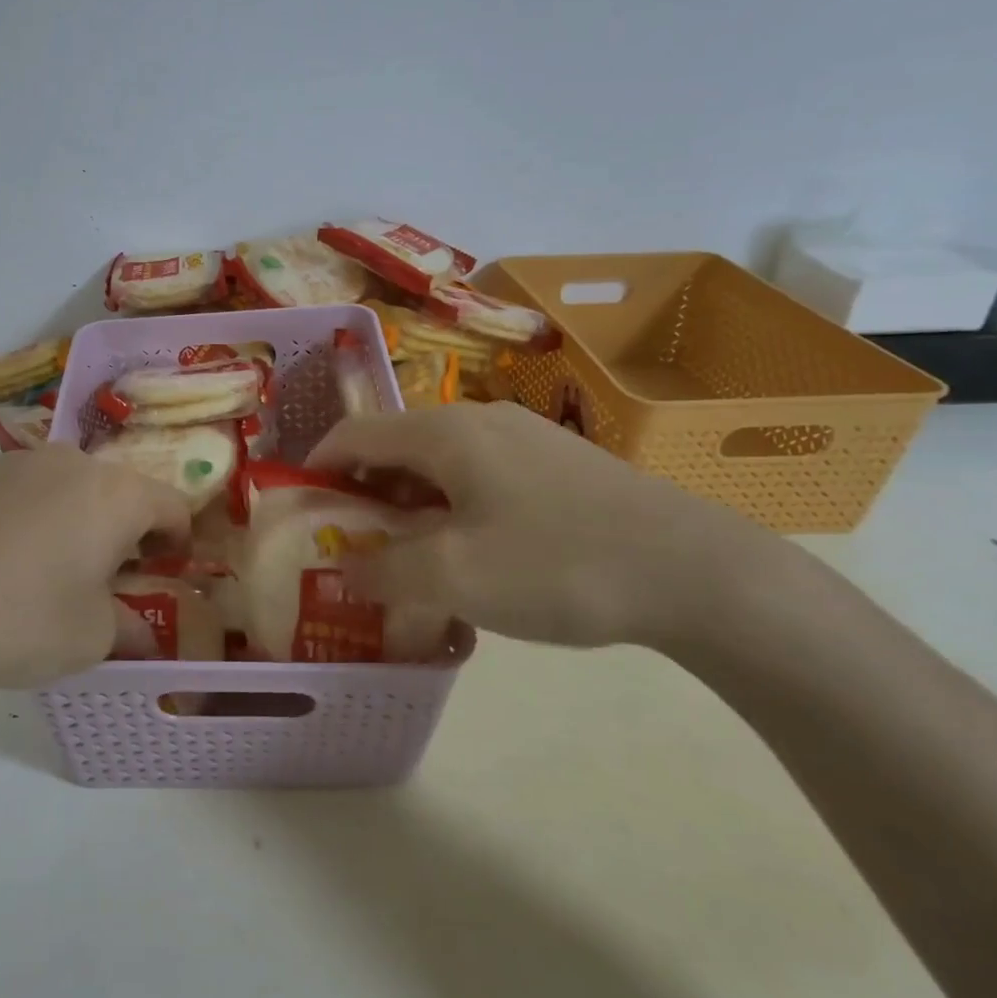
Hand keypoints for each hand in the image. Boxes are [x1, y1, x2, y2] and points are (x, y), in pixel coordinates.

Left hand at [0, 446, 191, 701]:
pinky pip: (21, 491)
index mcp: (115, 494)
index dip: (177, 539)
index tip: (166, 570)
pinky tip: (1, 561)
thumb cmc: (21, 622)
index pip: (171, 505)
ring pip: (68, 486)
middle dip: (125, 529)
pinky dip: (30, 516)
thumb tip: (143, 635)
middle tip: (110, 575)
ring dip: (76, 518)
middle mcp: (71, 463)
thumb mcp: (93, 638)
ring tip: (51, 568)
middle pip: (118, 490)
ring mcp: (16, 463)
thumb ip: (131, 628)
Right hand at [308, 402, 769, 649]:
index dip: (317, 469)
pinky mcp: (557, 465)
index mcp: (444, 432)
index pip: (354, 435)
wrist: (695, 571)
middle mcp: (479, 420)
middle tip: (351, 548)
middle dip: (363, 495)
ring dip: (409, 506)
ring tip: (406, 558)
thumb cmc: (557, 562)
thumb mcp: (454, 577)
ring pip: (439, 464)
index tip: (301, 513)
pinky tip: (470, 555)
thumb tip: (345, 571)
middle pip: (395, 447)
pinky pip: (479, 478)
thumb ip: (384, 572)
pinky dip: (451, 510)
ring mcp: (523, 439)